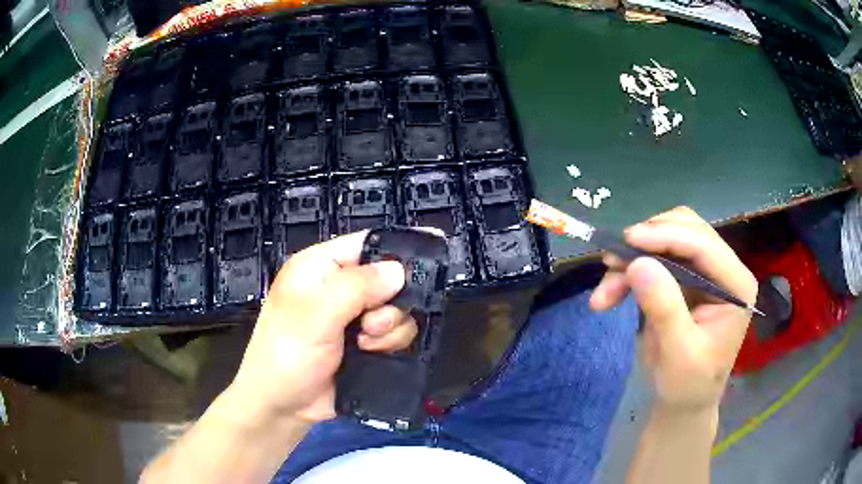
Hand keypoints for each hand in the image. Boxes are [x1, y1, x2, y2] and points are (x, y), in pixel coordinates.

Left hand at [229, 231, 417, 425]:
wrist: (284, 407)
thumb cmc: (287, 354)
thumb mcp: (315, 316)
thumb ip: (356, 288)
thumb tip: (399, 270)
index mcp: (321, 267)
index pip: (366, 243)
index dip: (397, 247)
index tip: (432, 254)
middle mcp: (340, 287)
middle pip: (389, 277)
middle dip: (389, 301)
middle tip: (372, 324)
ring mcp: (354, 316)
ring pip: (397, 307)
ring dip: (389, 327)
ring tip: (365, 344)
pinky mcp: (366, 342)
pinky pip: (396, 332)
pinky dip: (391, 342)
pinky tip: (372, 353)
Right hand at [590, 206, 756, 411]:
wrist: (682, 402)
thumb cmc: (688, 385)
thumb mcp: (678, 355)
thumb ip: (664, 309)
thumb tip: (637, 264)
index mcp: (736, 286)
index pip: (704, 245)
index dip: (666, 236)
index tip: (627, 241)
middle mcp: (723, 270)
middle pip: (686, 229)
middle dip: (647, 244)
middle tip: (611, 262)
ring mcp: (704, 271)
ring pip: (666, 240)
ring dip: (633, 258)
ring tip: (605, 290)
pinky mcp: (684, 278)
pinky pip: (654, 259)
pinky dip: (630, 271)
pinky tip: (610, 293)